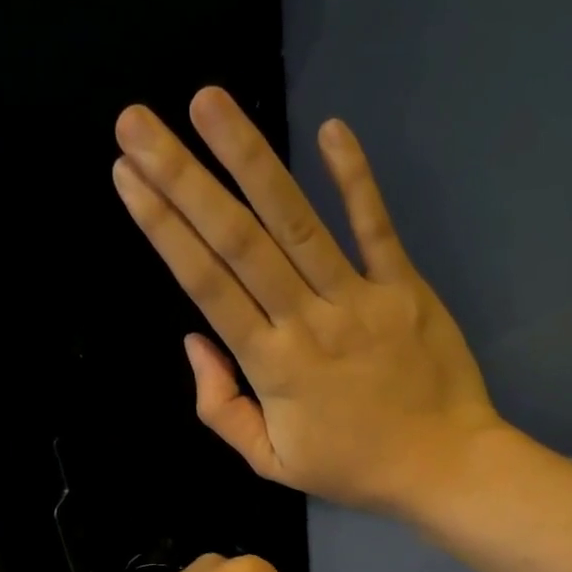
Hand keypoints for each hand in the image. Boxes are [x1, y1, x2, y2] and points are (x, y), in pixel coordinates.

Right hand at [111, 87, 502, 515]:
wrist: (443, 468)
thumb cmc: (353, 467)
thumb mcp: (271, 462)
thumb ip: (221, 408)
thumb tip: (194, 342)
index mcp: (272, 367)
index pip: (207, 286)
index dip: (164, 230)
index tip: (127, 178)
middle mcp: (308, 322)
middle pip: (238, 242)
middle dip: (183, 178)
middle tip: (138, 122)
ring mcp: (359, 300)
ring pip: (297, 222)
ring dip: (250, 159)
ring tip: (208, 102)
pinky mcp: (405, 288)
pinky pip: (376, 227)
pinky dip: (355, 180)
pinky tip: (330, 129)